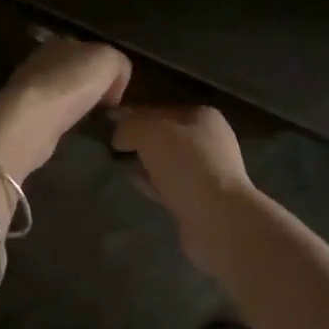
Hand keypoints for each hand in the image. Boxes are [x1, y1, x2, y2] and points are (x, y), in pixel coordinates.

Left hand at [0, 38, 132, 179]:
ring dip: (78, 106)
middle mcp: (42, 61)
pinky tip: (72, 131)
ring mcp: (31, 88)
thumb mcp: (109, 61)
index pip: (90, 50)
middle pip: (76, 71)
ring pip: (64, 93)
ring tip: (92, 121)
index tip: (117, 91)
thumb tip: (114, 84)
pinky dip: (65, 121)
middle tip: (107, 108)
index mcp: (61, 42)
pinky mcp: (25, 114)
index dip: (108, 69)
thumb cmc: (72, 83)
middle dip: (92, 88)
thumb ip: (119, 63)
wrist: (32, 119)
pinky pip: (53, 114)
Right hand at [110, 105, 251, 228]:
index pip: (161, 109)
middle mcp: (210, 141)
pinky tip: (136, 183)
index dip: (134, 114)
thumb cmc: (186, 166)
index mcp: (202, 117)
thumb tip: (118, 133)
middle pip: (166, 136)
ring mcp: (208, 173)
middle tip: (114, 145)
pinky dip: (154, 183)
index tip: (110, 123)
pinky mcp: (202, 200)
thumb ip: (130, 125)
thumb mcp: (150, 134)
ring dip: (147, 162)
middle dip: (142, 140)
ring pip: (169, 161)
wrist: (218, 219)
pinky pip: (170, 185)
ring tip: (122, 163)